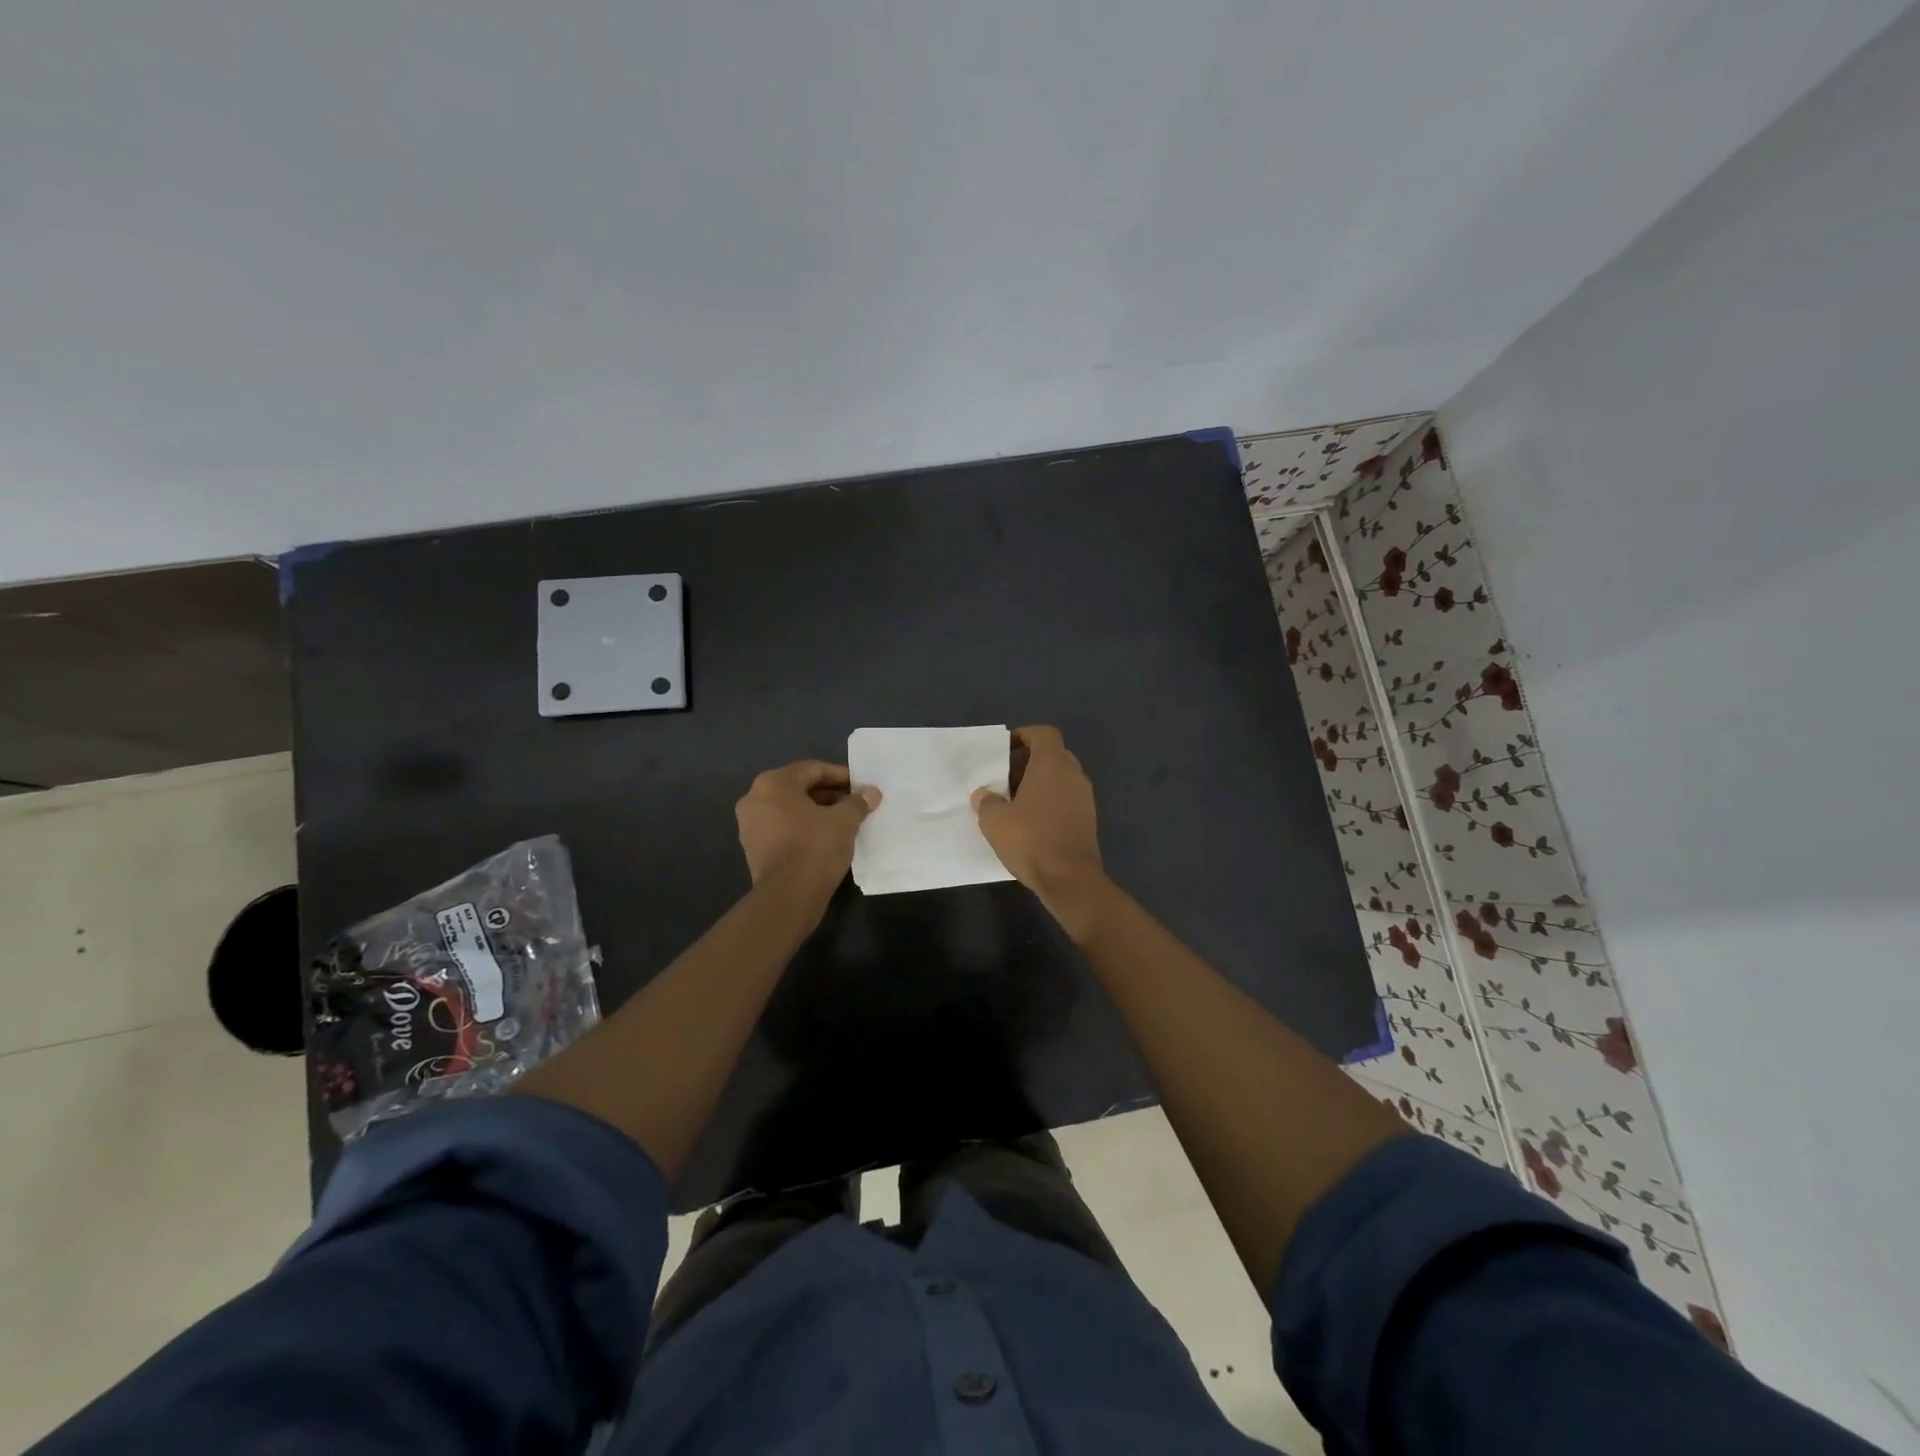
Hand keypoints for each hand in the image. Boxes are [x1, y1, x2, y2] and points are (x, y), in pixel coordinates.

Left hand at [736, 761, 879, 894]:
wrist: (787, 897)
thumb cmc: (815, 848)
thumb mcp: (844, 821)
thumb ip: (858, 802)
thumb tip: (871, 792)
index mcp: (773, 783)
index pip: (813, 769)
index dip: (841, 776)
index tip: (862, 787)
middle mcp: (755, 798)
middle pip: (800, 788)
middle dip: (830, 794)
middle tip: (855, 803)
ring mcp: (750, 825)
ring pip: (791, 809)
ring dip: (818, 812)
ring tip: (845, 821)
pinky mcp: (754, 848)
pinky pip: (783, 827)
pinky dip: (804, 828)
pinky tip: (826, 838)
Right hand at [971, 726, 1111, 936]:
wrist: (1070, 878)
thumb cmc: (1031, 840)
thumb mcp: (995, 821)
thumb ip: (986, 802)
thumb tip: (983, 794)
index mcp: (1052, 764)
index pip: (1043, 734)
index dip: (1024, 736)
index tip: (1005, 749)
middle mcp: (1073, 774)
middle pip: (1052, 754)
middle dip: (1028, 761)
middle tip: (1004, 777)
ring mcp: (1085, 797)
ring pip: (1060, 778)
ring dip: (1039, 783)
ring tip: (1014, 800)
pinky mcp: (1088, 819)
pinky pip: (1066, 798)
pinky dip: (1050, 801)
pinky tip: (1030, 821)